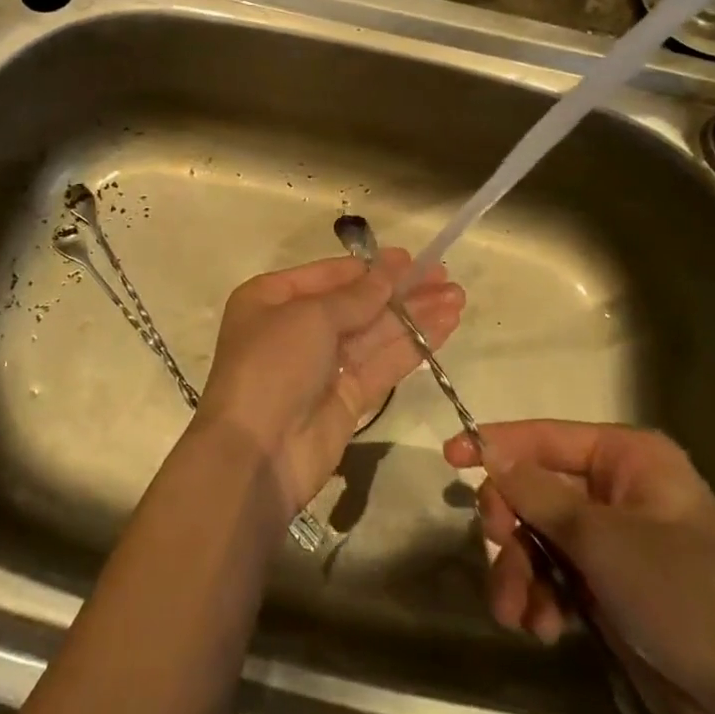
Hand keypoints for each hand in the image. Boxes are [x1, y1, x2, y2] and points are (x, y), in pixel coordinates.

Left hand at [195, 249, 463, 518]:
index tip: (412, 258)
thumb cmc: (273, 365)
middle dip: (401, 291)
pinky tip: (445, 326)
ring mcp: (324, 365)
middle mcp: (297, 327)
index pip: (331, 275)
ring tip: (457, 297)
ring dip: (415, 315)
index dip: (372, 267)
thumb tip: (392, 268)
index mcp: (273, 299)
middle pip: (358, 303)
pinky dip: (414, 345)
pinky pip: (383, 363)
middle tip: (445, 276)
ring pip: (376, 332)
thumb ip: (357, 295)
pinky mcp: (348, 398)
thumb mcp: (311, 317)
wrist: (257, 454)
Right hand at [445, 421, 714, 713]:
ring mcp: (615, 545)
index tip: (449, 458)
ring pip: (540, 539)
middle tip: (498, 549)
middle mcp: (619, 493)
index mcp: (628, 459)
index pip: (546, 436)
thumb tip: (490, 452)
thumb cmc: (685, 595)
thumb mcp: (604, 540)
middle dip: (512, 525)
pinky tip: (541, 629)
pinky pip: (556, 579)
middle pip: (537, 490)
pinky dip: (540, 600)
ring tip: (516, 612)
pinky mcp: (611, 592)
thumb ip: (539, 493)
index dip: (496, 444)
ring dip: (520, 572)